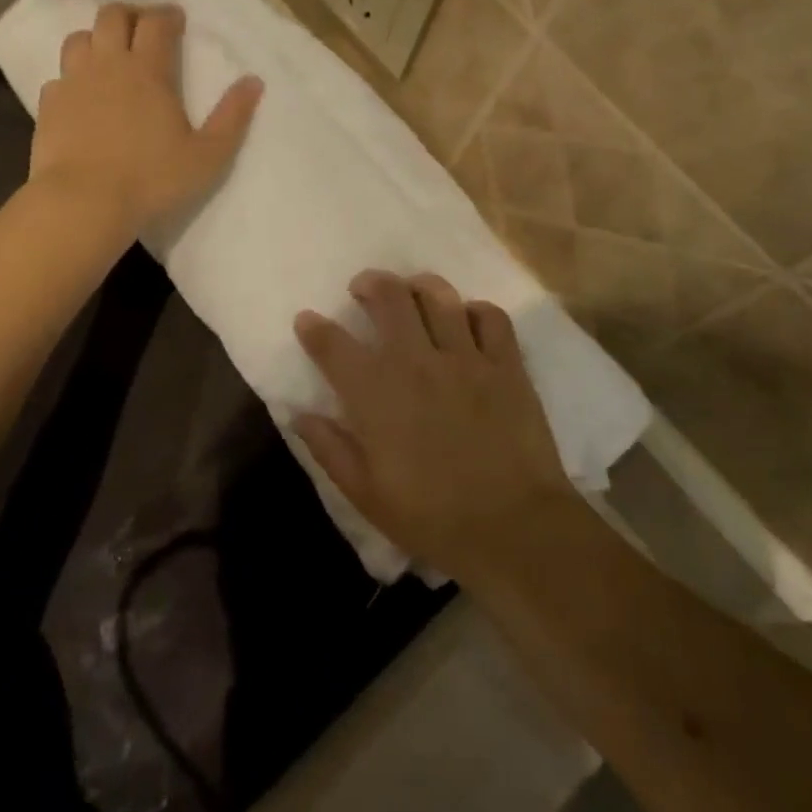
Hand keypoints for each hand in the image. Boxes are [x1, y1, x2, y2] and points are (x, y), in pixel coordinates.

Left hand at [30, 4, 262, 239]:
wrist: (84, 202)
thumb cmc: (152, 179)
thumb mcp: (207, 155)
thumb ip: (232, 117)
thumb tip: (254, 81)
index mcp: (148, 70)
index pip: (156, 22)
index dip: (167, 14)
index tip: (176, 19)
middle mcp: (107, 65)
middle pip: (112, 16)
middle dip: (130, 14)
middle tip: (143, 28)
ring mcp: (73, 83)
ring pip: (79, 39)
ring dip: (96, 39)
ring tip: (109, 56)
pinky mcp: (49, 106)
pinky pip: (59, 77)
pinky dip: (72, 78)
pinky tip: (81, 96)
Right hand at [293, 272, 576, 584]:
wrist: (512, 528)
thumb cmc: (431, 517)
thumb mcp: (365, 493)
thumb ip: (330, 448)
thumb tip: (300, 414)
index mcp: (374, 394)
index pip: (333, 345)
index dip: (314, 328)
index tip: (307, 320)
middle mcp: (416, 362)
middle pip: (388, 298)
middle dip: (370, 284)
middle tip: (364, 288)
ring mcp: (466, 359)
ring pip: (439, 297)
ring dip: (419, 286)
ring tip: (413, 291)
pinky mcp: (506, 366)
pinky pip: (492, 317)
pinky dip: (476, 310)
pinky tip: (468, 319)